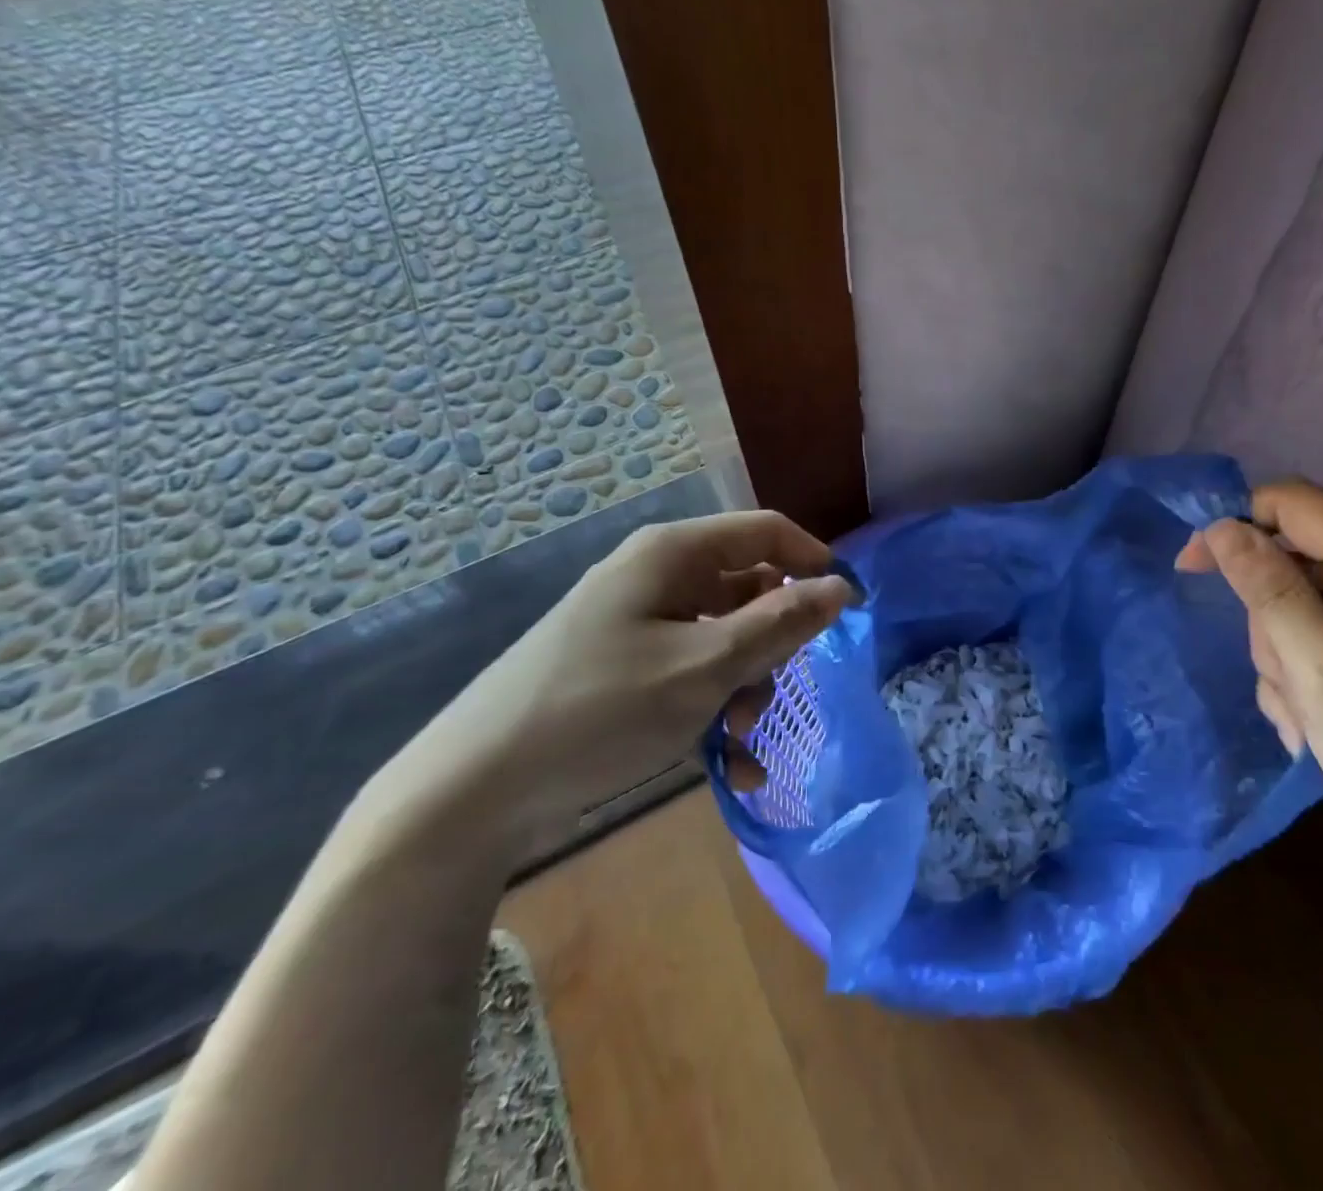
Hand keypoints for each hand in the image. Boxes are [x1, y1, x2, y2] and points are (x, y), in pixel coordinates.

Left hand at [370, 511, 853, 857]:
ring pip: (725, 640)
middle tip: (775, 691)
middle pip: (748, 591)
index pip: (766, 532)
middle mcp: (658, 579)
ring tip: (742, 738)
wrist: (472, 790)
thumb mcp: (704, 667)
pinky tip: (733, 768)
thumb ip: (780, 625)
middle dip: (773, 644)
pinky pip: (691, 676)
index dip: (814, 563)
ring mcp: (638, 626)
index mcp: (673, 555)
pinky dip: (716, 712)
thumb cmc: (600, 710)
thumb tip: (840, 588)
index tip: (849, 610)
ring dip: (747, 687)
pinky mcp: (625, 671)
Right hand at [1176, 481, 1322, 907]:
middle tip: (1286, 689)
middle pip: (1302, 556)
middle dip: (1272, 616)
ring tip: (1310, 719)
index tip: (1192, 573)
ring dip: (1294, 651)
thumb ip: (1270, 595)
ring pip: (1318, 596)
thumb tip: (1223, 527)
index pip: (1291, 503)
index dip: (1233, 526)